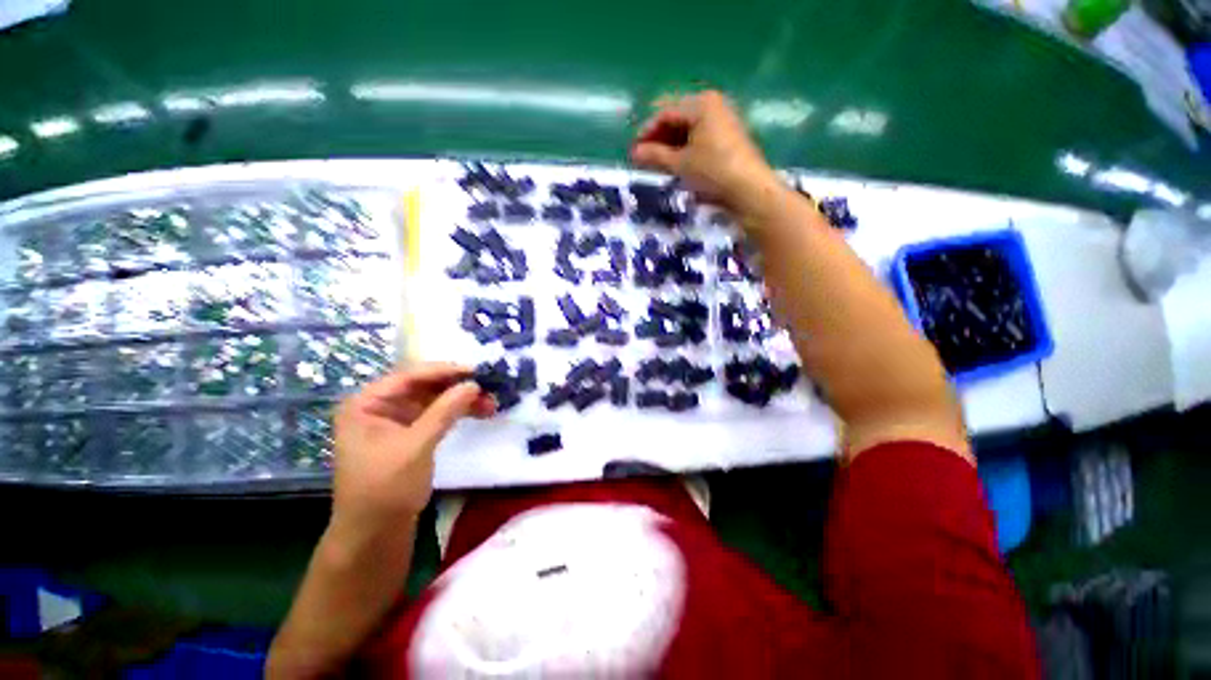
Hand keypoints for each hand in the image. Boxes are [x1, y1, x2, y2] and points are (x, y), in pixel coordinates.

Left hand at [327, 364, 494, 544]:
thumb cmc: (387, 487)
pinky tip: (464, 418)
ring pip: (421, 408)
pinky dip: (442, 422)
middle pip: (415, 391)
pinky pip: (420, 426)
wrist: (373, 537)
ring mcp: (382, 431)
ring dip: (450, 406)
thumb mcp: (416, 447)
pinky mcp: (395, 449)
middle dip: (451, 390)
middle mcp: (370, 411)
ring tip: (487, 406)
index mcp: (364, 403)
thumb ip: (444, 412)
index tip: (477, 369)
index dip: (443, 372)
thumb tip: (472, 385)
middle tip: (489, 391)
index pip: (407, 376)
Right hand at [631, 90, 780, 219]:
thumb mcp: (679, 163)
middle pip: (678, 117)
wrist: (753, 192)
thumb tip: (634, 153)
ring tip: (660, 162)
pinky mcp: (734, 135)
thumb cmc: (714, 171)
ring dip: (673, 143)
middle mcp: (715, 104)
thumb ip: (654, 154)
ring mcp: (726, 119)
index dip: (646, 132)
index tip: (633, 151)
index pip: (664, 113)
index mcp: (701, 103)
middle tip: (644, 156)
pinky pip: (704, 134)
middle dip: (660, 137)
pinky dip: (689, 146)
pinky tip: (680, 162)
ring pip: (691, 127)